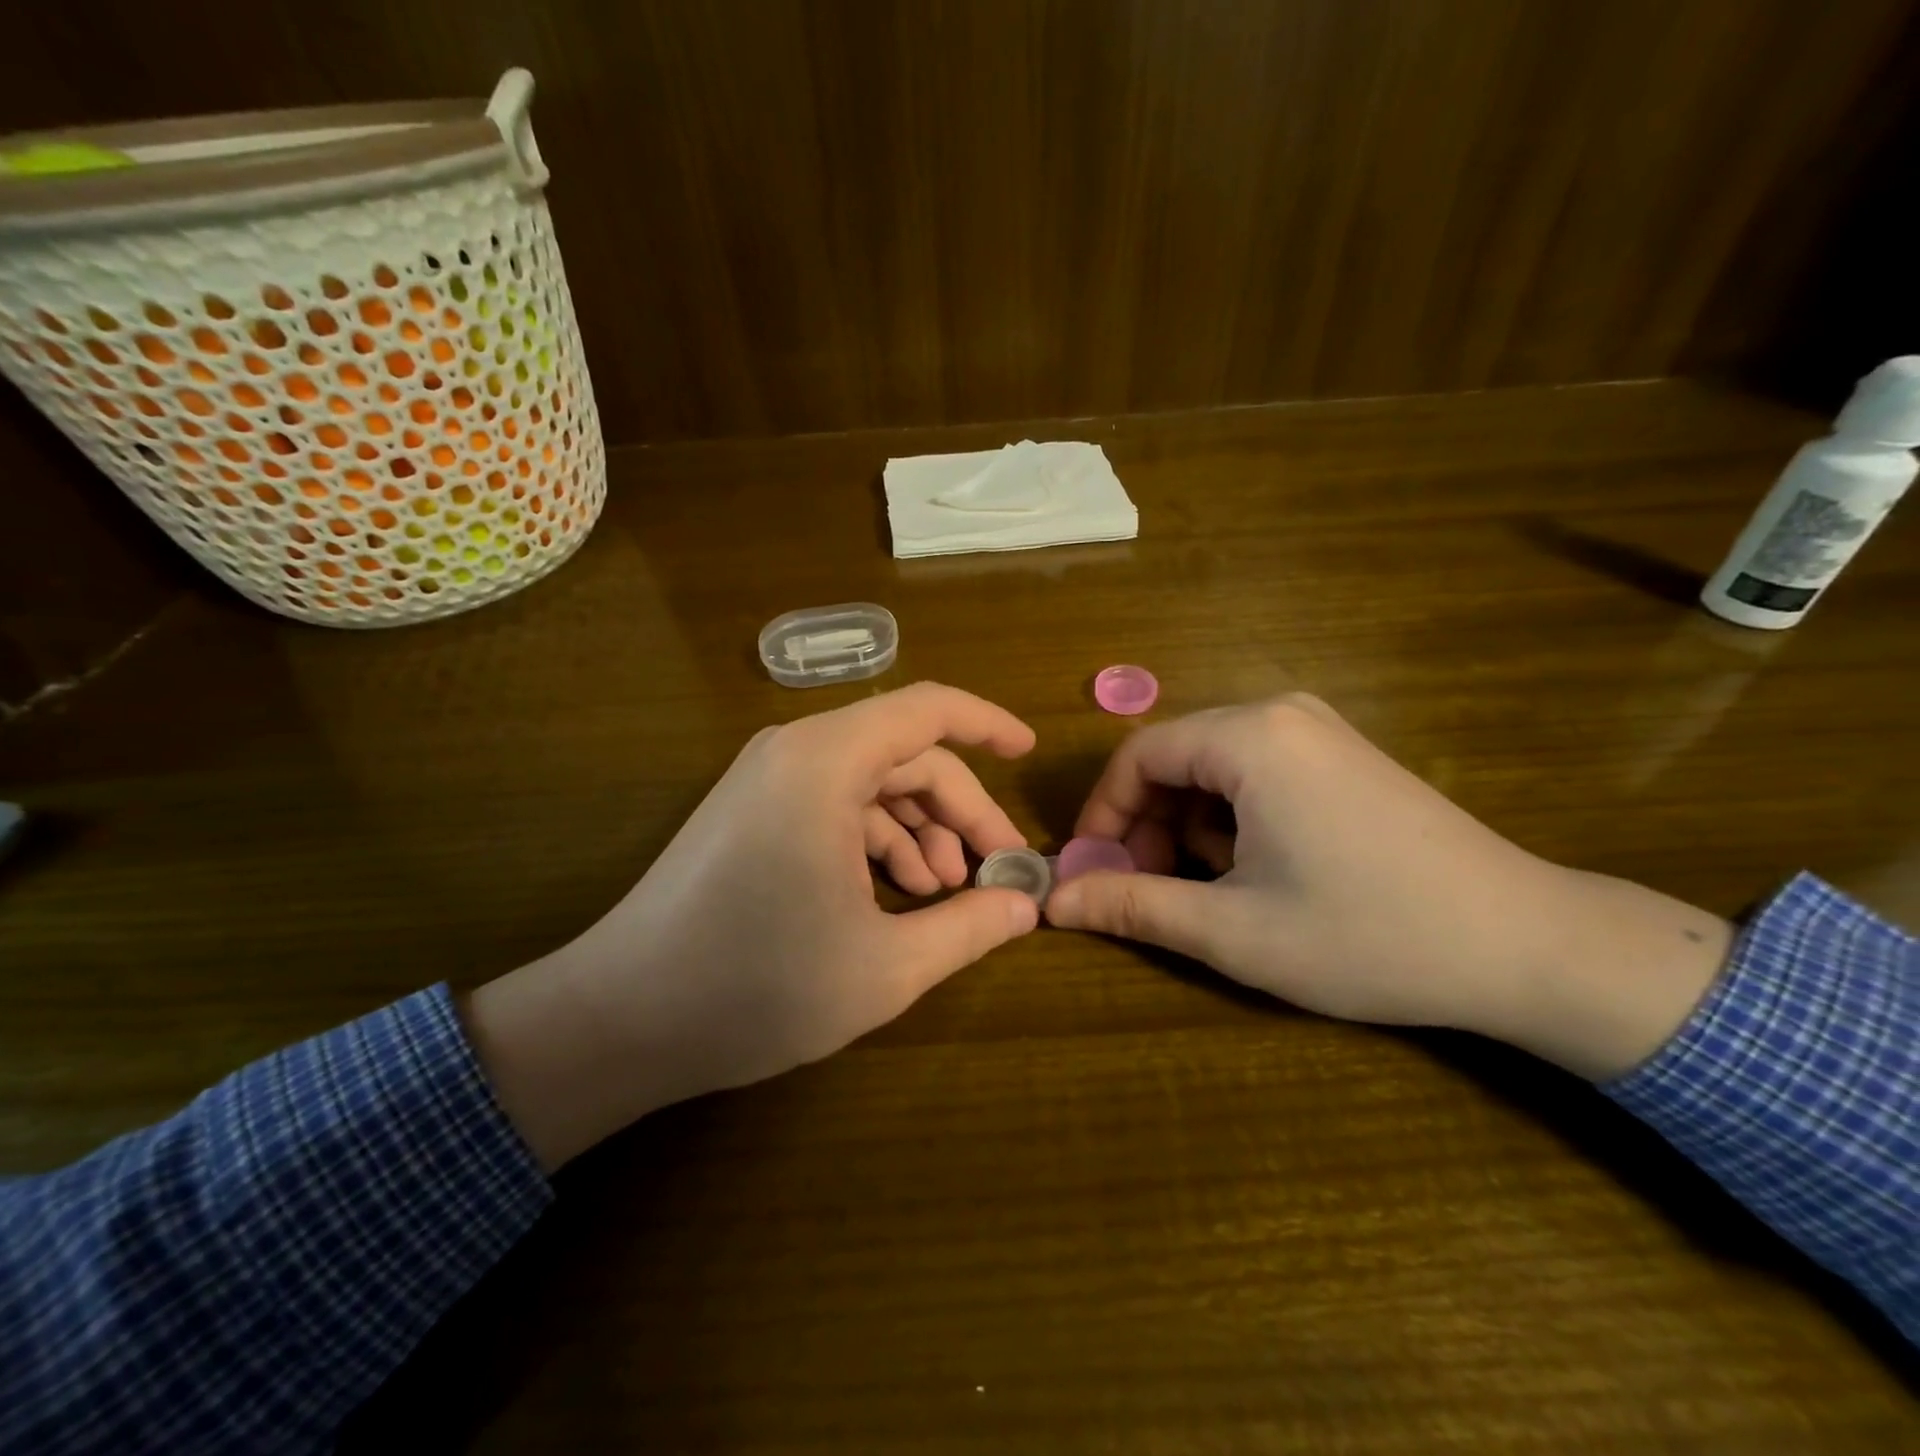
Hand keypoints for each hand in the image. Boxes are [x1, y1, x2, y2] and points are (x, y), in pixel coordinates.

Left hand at [467, 682, 1039, 1168]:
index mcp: (826, 763)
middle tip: (997, 871)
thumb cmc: (756, 987)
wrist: (619, 1020)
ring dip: (920, 831)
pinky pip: (835, 805)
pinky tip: (896, 894)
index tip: (1029, 753)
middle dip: (960, 810)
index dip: (987, 726)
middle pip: (905, 756)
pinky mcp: (752, 812)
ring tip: (946, 893)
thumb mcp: (885, 967)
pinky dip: (876, 841)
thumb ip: (967, 928)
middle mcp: (795, 752)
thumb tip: (1024, 907)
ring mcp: (767, 781)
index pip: (927, 710)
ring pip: (871, 783)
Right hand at [1044, 694, 1733, 1080]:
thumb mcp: (1233, 929)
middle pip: (1175, 758)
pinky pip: (1257, 773)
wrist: (1529, 946)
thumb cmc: (1367, 934)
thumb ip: (1134, 907)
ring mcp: (1320, 731)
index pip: (1138, 756)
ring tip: (1209, 890)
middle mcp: (1281, 714)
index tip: (1092, 872)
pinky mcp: (1345, 757)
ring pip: (1214, 768)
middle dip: (1147, 824)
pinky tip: (1259, 870)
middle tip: (1146, 889)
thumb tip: (1052, 904)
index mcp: (1250, 737)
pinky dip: (1233, 818)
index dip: (1103, 814)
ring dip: (1189, 826)